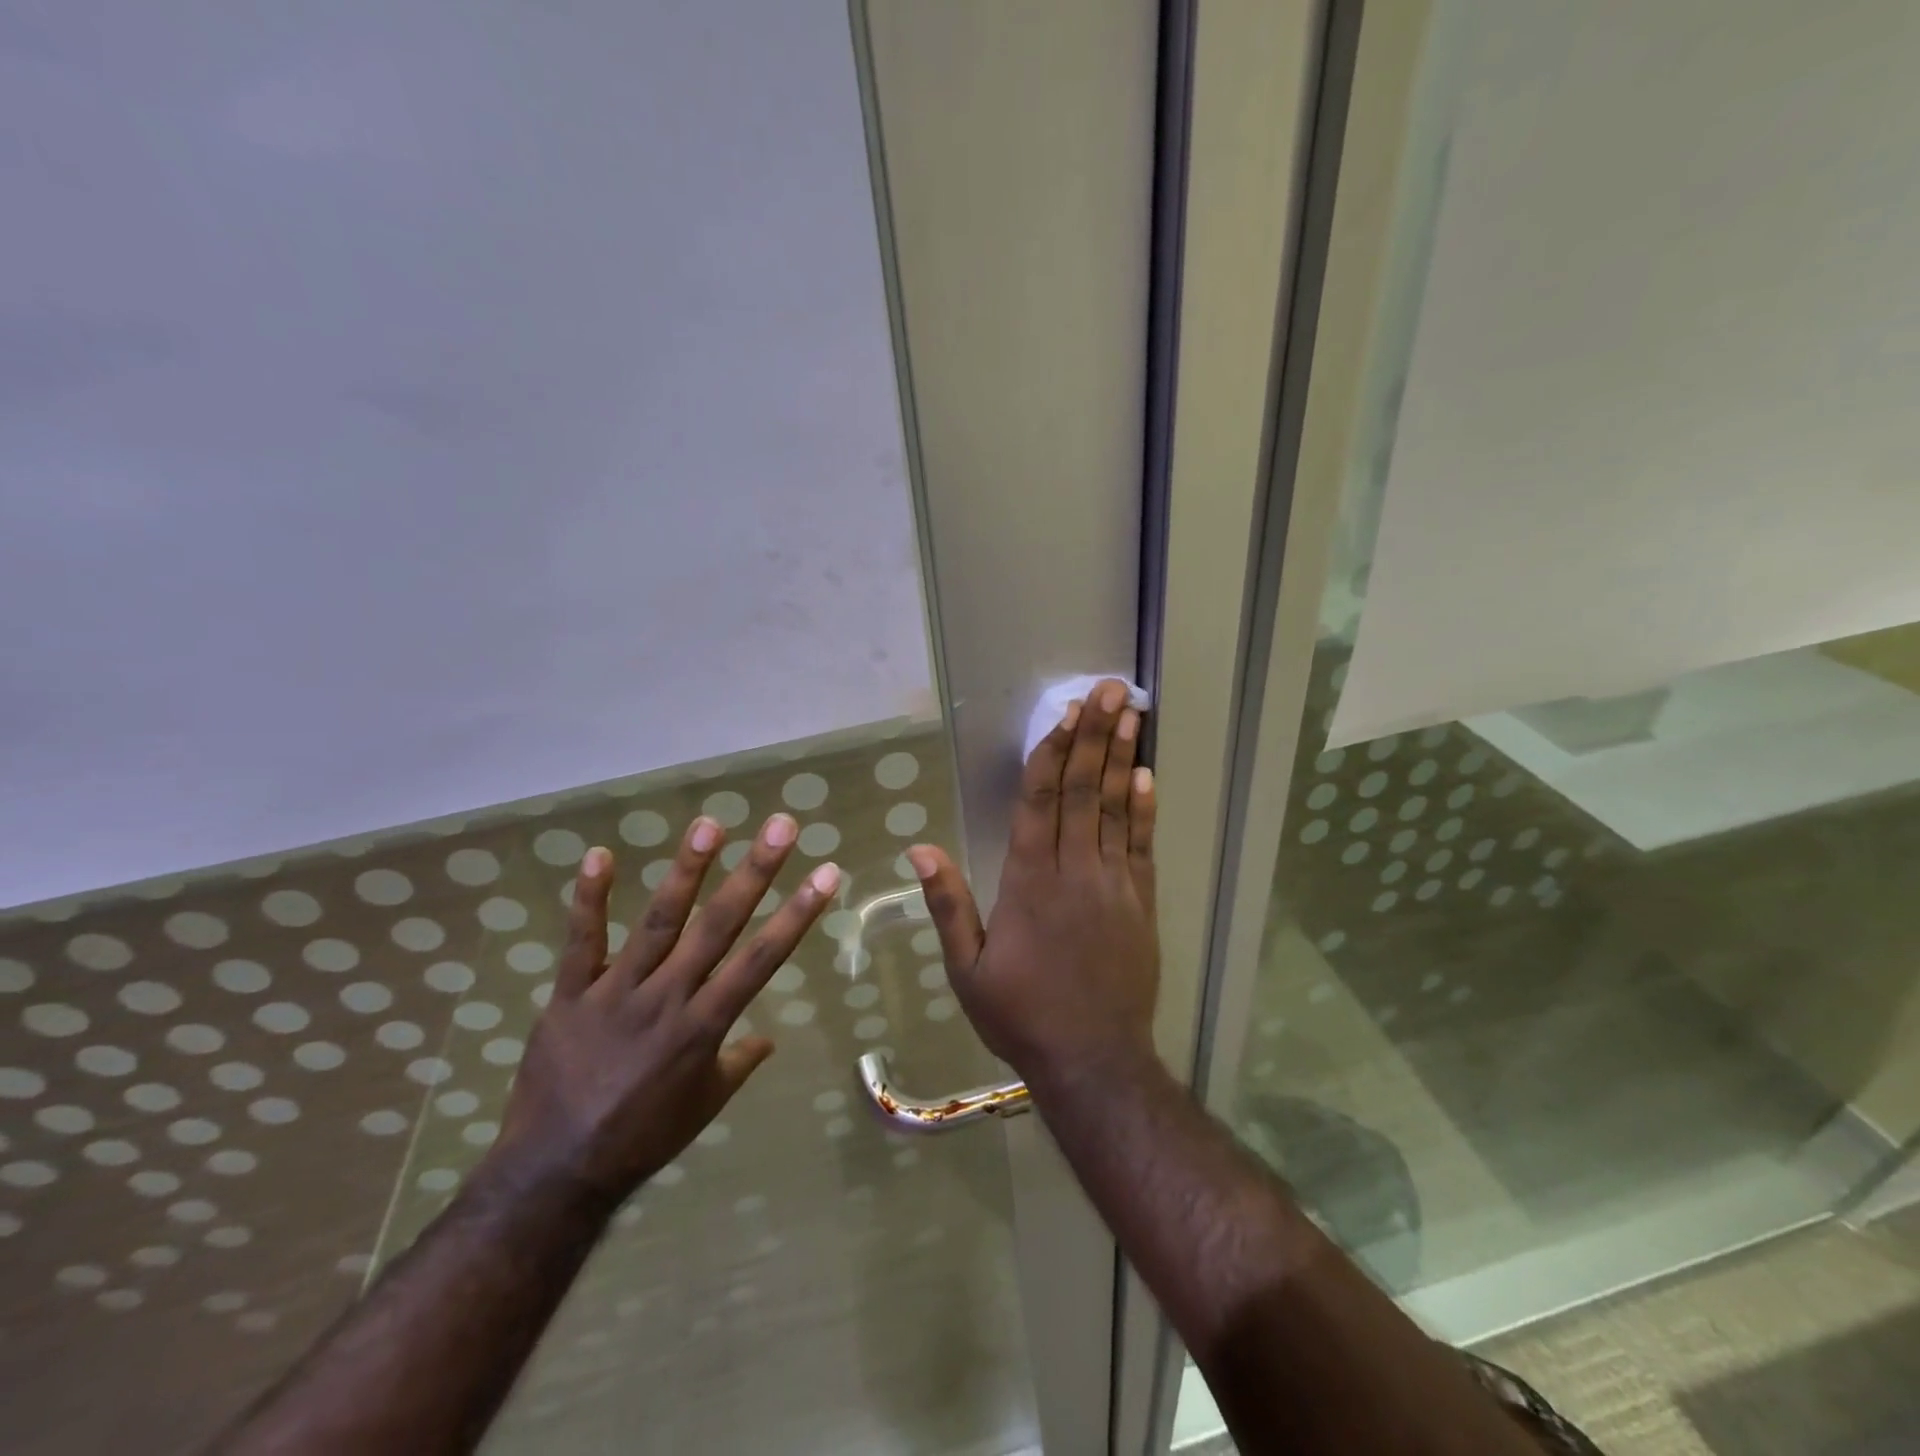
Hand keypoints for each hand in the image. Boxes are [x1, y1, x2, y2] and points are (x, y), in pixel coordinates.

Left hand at [488, 813, 839, 1205]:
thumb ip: (737, 1063)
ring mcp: (616, 993)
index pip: (762, 959)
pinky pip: (581, 942)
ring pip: (657, 921)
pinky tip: (599, 854)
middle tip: (780, 826)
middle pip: (718, 925)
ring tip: (710, 824)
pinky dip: (589, 899)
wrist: (555, 1173)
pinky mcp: (570, 995)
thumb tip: (767, 1038)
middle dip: (754, 872)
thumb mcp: (704, 1105)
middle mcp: (667, 998)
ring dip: (686, 871)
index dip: (797, 914)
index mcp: (704, 1026)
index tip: (826, 873)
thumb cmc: (642, 1138)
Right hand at [907, 679, 1159, 1090]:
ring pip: (1117, 808)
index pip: (1039, 801)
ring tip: (1132, 713)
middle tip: (1110, 690)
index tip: (1065, 713)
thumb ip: (948, 904)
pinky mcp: (1141, 902)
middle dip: (1095, 735)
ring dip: (1122, 757)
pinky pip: (1142, 844)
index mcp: (1028, 881)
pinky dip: (1145, 807)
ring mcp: (1113, 884)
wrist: (1094, 1061)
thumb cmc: (1022, 1014)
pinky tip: (1147, 774)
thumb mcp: (968, 969)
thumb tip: (919, 848)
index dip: (1052, 753)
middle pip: (1084, 790)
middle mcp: (1073, 870)